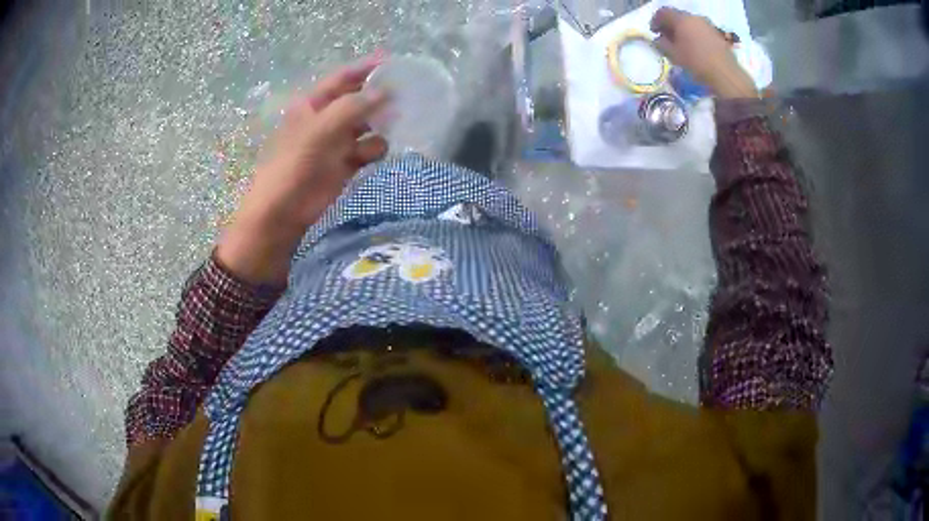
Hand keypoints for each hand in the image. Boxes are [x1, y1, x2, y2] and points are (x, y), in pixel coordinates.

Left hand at [217, 56, 388, 285]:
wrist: (281, 216)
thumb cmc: (292, 168)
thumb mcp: (318, 132)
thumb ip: (352, 109)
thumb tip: (386, 91)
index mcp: (312, 106)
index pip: (342, 79)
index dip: (365, 69)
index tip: (392, 61)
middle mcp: (326, 120)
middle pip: (358, 101)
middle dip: (378, 99)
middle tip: (403, 98)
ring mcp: (336, 144)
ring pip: (367, 126)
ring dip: (379, 127)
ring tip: (389, 131)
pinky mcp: (345, 166)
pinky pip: (368, 150)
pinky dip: (376, 150)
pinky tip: (376, 156)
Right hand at [650, 8, 758, 98]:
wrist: (725, 74)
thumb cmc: (696, 63)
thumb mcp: (673, 55)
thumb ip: (662, 44)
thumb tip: (658, 39)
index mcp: (681, 19)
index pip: (663, 12)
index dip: (655, 21)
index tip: (654, 32)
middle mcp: (694, 17)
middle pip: (677, 16)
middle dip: (670, 25)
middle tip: (667, 38)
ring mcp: (707, 25)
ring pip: (690, 23)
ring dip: (683, 30)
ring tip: (682, 44)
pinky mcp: (717, 34)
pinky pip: (700, 30)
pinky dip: (694, 35)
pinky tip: (695, 48)